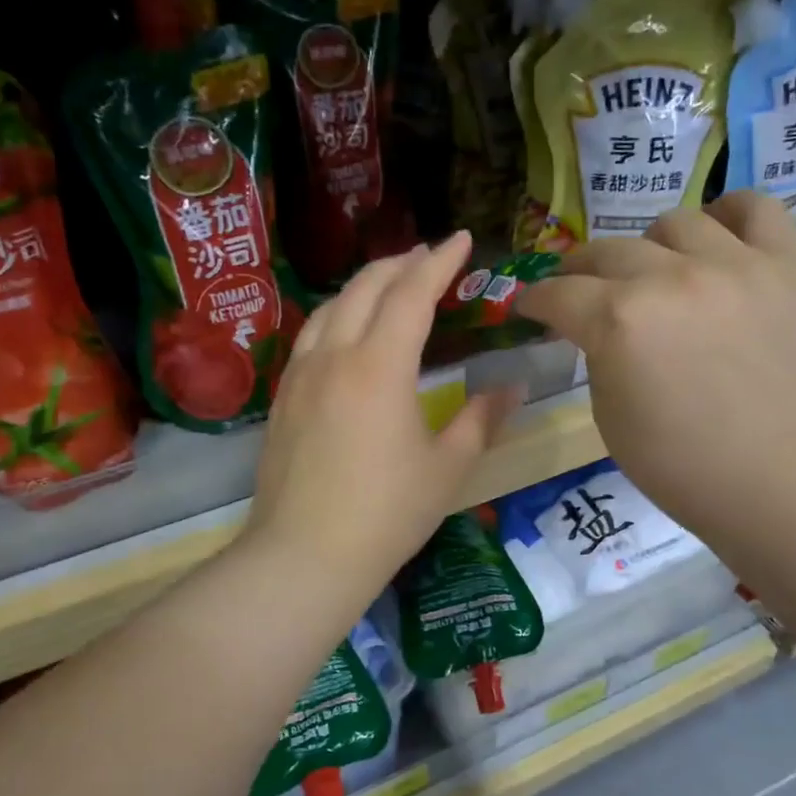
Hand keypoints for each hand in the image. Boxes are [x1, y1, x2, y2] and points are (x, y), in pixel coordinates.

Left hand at [248, 231, 522, 594]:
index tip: (462, 239)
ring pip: (331, 306)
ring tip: (391, 282)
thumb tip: (512, 387)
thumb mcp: (447, 467)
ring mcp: (301, 374)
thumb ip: (481, 419)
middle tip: (431, 256)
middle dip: (402, 263)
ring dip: (365, 284)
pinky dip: (338, 314)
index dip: (440, 261)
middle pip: (366, 288)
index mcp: (380, 366)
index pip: (412, 293)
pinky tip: (347, 330)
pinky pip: (312, 335)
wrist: (305, 555)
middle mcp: (335, 356)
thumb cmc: (387, 513)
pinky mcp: (284, 397)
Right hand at [514, 191, 795, 545]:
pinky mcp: (786, 268)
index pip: (559, 294)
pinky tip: (719, 236)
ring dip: (651, 248)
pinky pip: (757, 209)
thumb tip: (600, 331)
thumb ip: (599, 358)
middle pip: (607, 252)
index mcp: (618, 322)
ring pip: (675, 223)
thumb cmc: (685, 470)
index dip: (536, 299)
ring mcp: (734, 266)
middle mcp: (670, 278)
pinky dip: (730, 215)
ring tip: (656, 270)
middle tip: (580, 290)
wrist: (784, 484)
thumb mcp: (610, 420)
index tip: (531, 306)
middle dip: (580, 271)